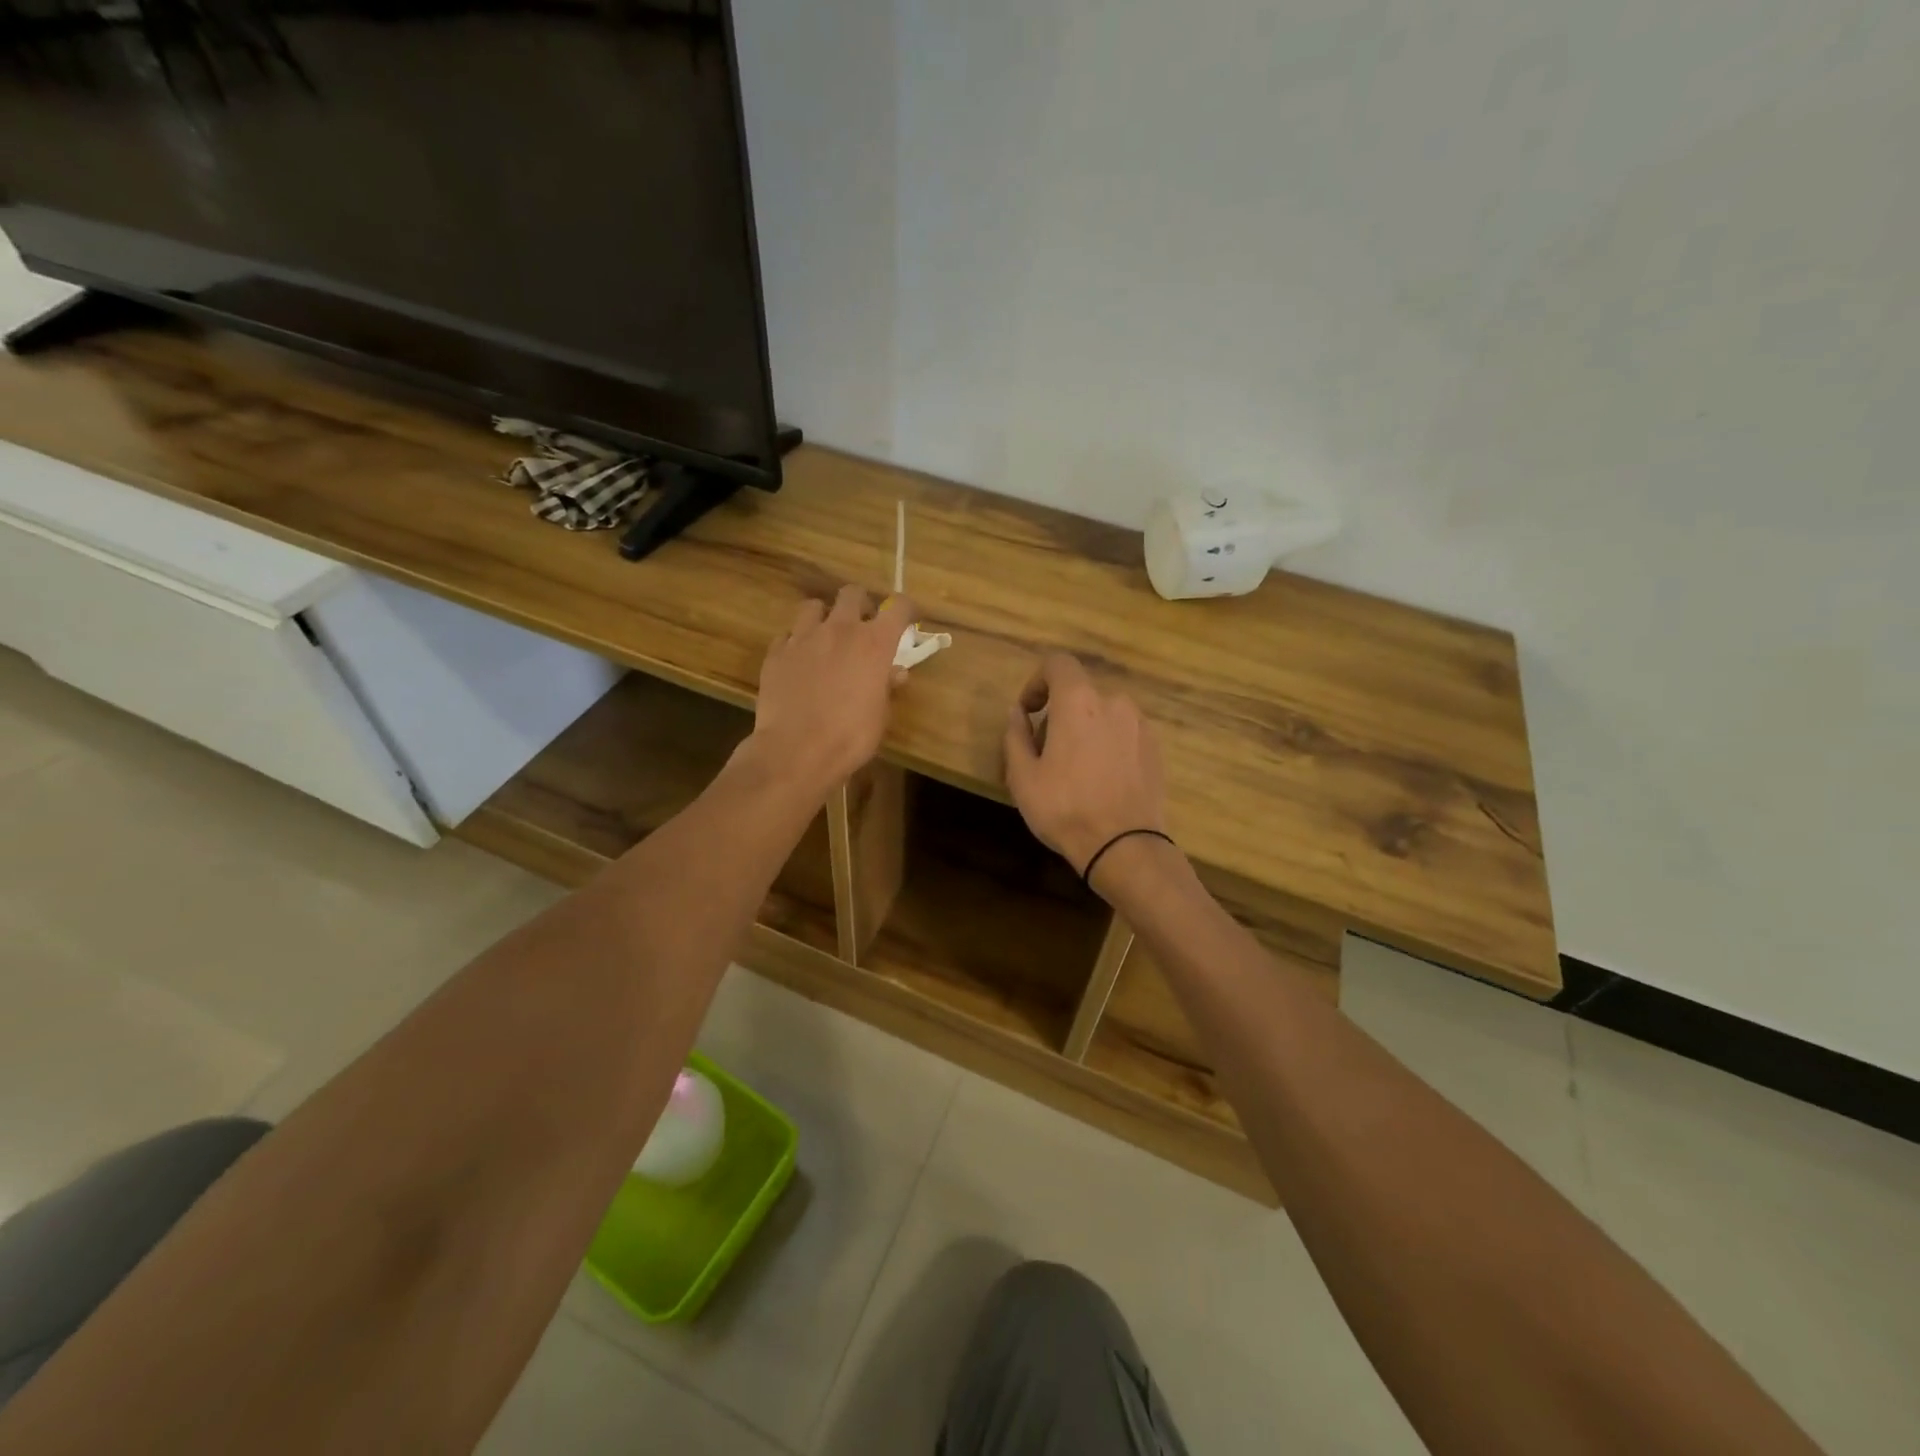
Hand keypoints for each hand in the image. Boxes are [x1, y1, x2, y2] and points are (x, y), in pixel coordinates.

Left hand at [749, 585, 911, 799]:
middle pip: (852, 594)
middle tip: (863, 624)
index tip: (909, 616)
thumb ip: (887, 687)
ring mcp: (803, 638)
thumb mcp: (880, 715)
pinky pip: (787, 635)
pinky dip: (796, 642)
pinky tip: (799, 661)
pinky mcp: (776, 652)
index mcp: (874, 643)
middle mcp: (839, 630)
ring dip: (823, 616)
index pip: (898, 607)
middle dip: (860, 604)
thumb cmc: (850, 737)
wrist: (796, 751)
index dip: (906, 608)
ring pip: (813, 606)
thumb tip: (895, 673)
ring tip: (825, 637)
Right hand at [1002, 653, 1167, 876]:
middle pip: (1080, 693)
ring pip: (1104, 714)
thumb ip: (1015, 736)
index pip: (1058, 663)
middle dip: (1059, 714)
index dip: (1037, 681)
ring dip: (1086, 729)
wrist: (1125, 846)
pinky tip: (1102, 781)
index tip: (1028, 712)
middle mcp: (1114, 702)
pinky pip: (1124, 734)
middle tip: (1045, 754)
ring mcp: (1141, 725)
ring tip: (1075, 771)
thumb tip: (1017, 713)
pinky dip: (1109, 745)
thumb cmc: (1065, 808)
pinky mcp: (1156, 749)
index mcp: (1079, 701)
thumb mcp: (1022, 776)